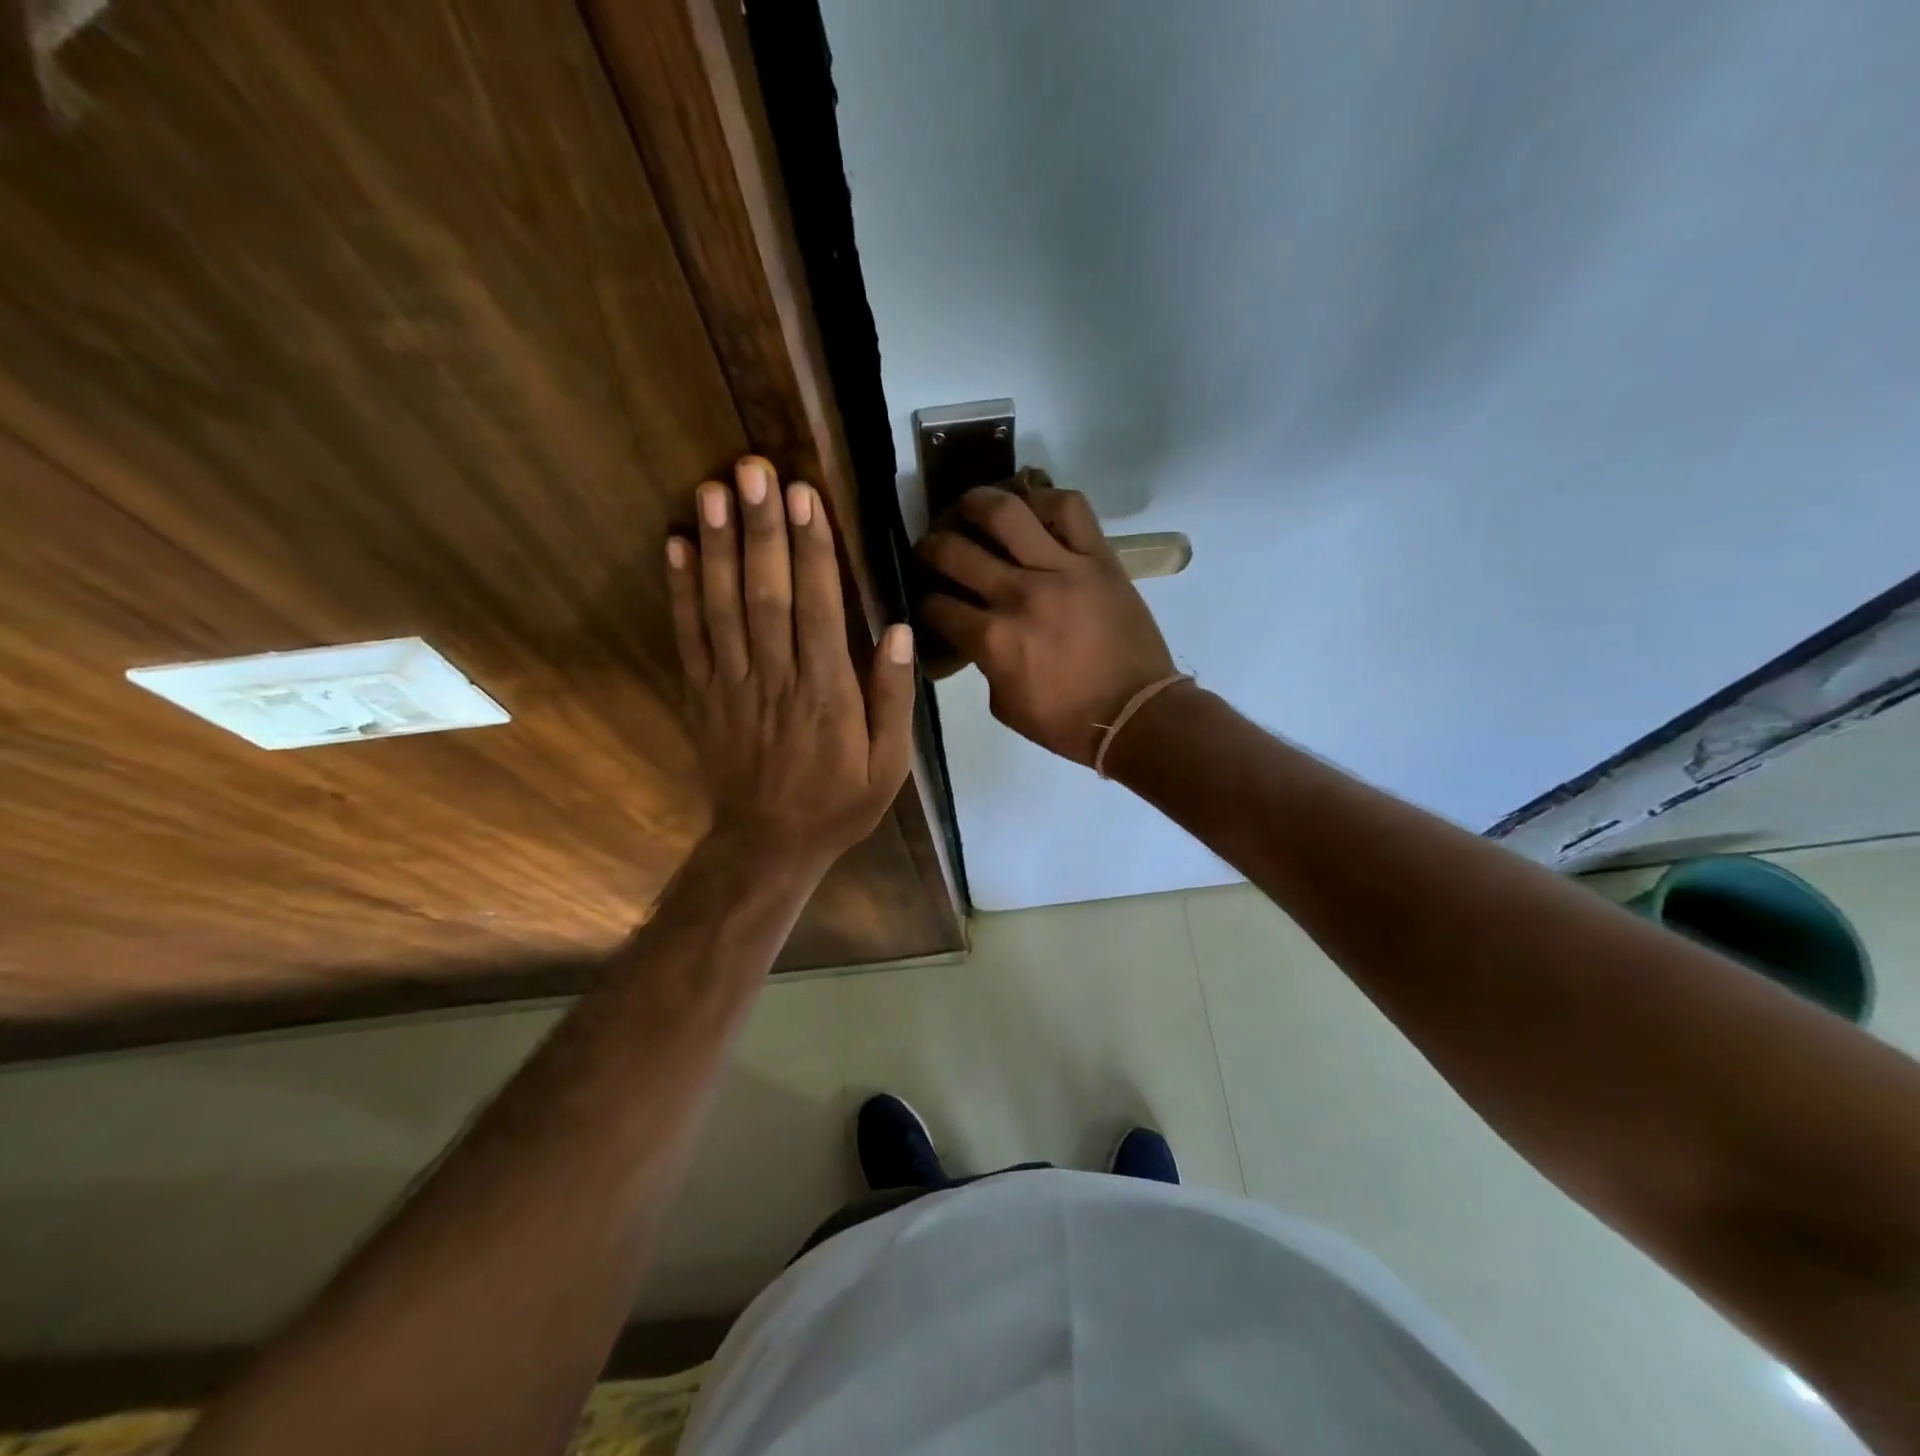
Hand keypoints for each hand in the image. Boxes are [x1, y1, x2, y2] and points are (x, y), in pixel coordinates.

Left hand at [668, 457, 915, 866]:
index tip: (803, 497)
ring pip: (723, 607)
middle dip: (761, 530)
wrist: (769, 844)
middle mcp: (777, 679)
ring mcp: (732, 686)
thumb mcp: (890, 764)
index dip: (811, 550)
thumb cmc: (839, 802)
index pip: (818, 609)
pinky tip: (676, 546)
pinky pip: (688, 638)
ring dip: (718, 546)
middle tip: (752, 469)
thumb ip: (894, 697)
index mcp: (828, 694)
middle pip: (766, 595)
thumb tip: (900, 630)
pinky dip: (680, 591)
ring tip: (712, 490)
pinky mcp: (703, 695)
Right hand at [917, 481, 1175, 764]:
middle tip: (931, 549)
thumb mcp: (1005, 706)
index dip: (923, 600)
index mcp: (993, 639)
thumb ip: (983, 663)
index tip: (926, 598)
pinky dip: (1045, 499)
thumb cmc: (1067, 721)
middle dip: (930, 548)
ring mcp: (1062, 569)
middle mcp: (1019, 594)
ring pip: (1006, 512)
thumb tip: (975, 634)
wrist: (1136, 714)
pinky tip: (1031, 509)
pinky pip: (1070, 508)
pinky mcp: (1098, 558)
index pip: (937, 605)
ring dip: (975, 503)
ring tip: (968, 507)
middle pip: (955, 551)